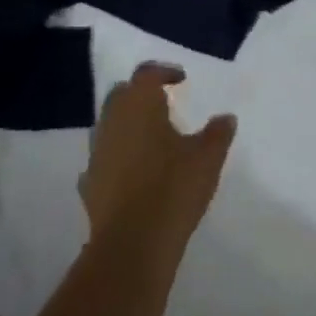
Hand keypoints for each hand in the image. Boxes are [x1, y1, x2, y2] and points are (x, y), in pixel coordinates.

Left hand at [81, 63, 235, 244]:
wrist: (132, 244)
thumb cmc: (172, 188)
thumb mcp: (207, 158)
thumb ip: (217, 133)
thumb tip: (226, 118)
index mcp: (139, 105)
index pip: (146, 74)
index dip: (164, 72)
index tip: (181, 79)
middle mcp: (112, 121)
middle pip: (122, 95)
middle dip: (141, 94)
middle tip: (165, 103)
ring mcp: (96, 153)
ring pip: (110, 125)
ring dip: (129, 125)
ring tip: (154, 139)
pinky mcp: (90, 183)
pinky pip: (105, 158)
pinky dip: (120, 156)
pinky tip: (136, 172)